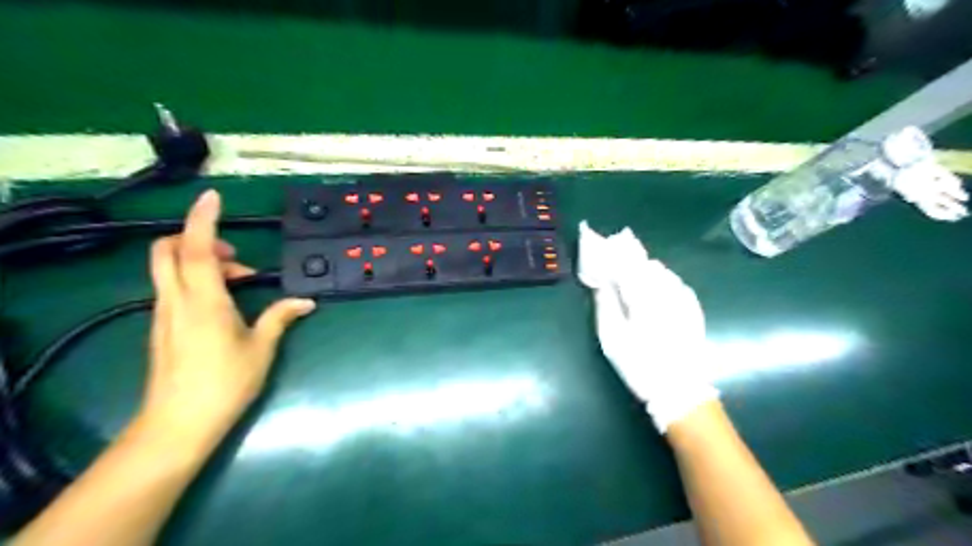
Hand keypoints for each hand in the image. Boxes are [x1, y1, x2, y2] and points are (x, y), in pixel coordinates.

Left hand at [143, 190, 315, 442]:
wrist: (178, 425)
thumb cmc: (225, 383)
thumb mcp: (261, 348)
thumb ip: (280, 317)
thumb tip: (305, 301)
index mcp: (204, 301)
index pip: (197, 249)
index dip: (203, 219)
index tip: (213, 196)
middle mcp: (176, 300)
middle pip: (168, 250)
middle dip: (198, 237)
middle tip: (235, 254)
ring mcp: (164, 313)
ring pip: (170, 268)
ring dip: (201, 261)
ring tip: (240, 282)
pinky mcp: (162, 326)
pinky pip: (174, 287)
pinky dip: (196, 280)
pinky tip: (224, 303)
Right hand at [575, 219, 719, 432]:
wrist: (680, 390)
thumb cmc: (640, 365)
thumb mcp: (613, 339)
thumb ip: (605, 305)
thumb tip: (600, 283)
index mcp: (643, 298)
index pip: (625, 265)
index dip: (613, 252)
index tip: (602, 243)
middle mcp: (665, 292)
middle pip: (645, 263)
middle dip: (629, 254)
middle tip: (615, 248)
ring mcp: (683, 299)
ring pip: (662, 271)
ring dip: (645, 265)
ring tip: (633, 263)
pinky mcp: (693, 308)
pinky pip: (676, 282)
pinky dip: (662, 277)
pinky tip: (657, 281)